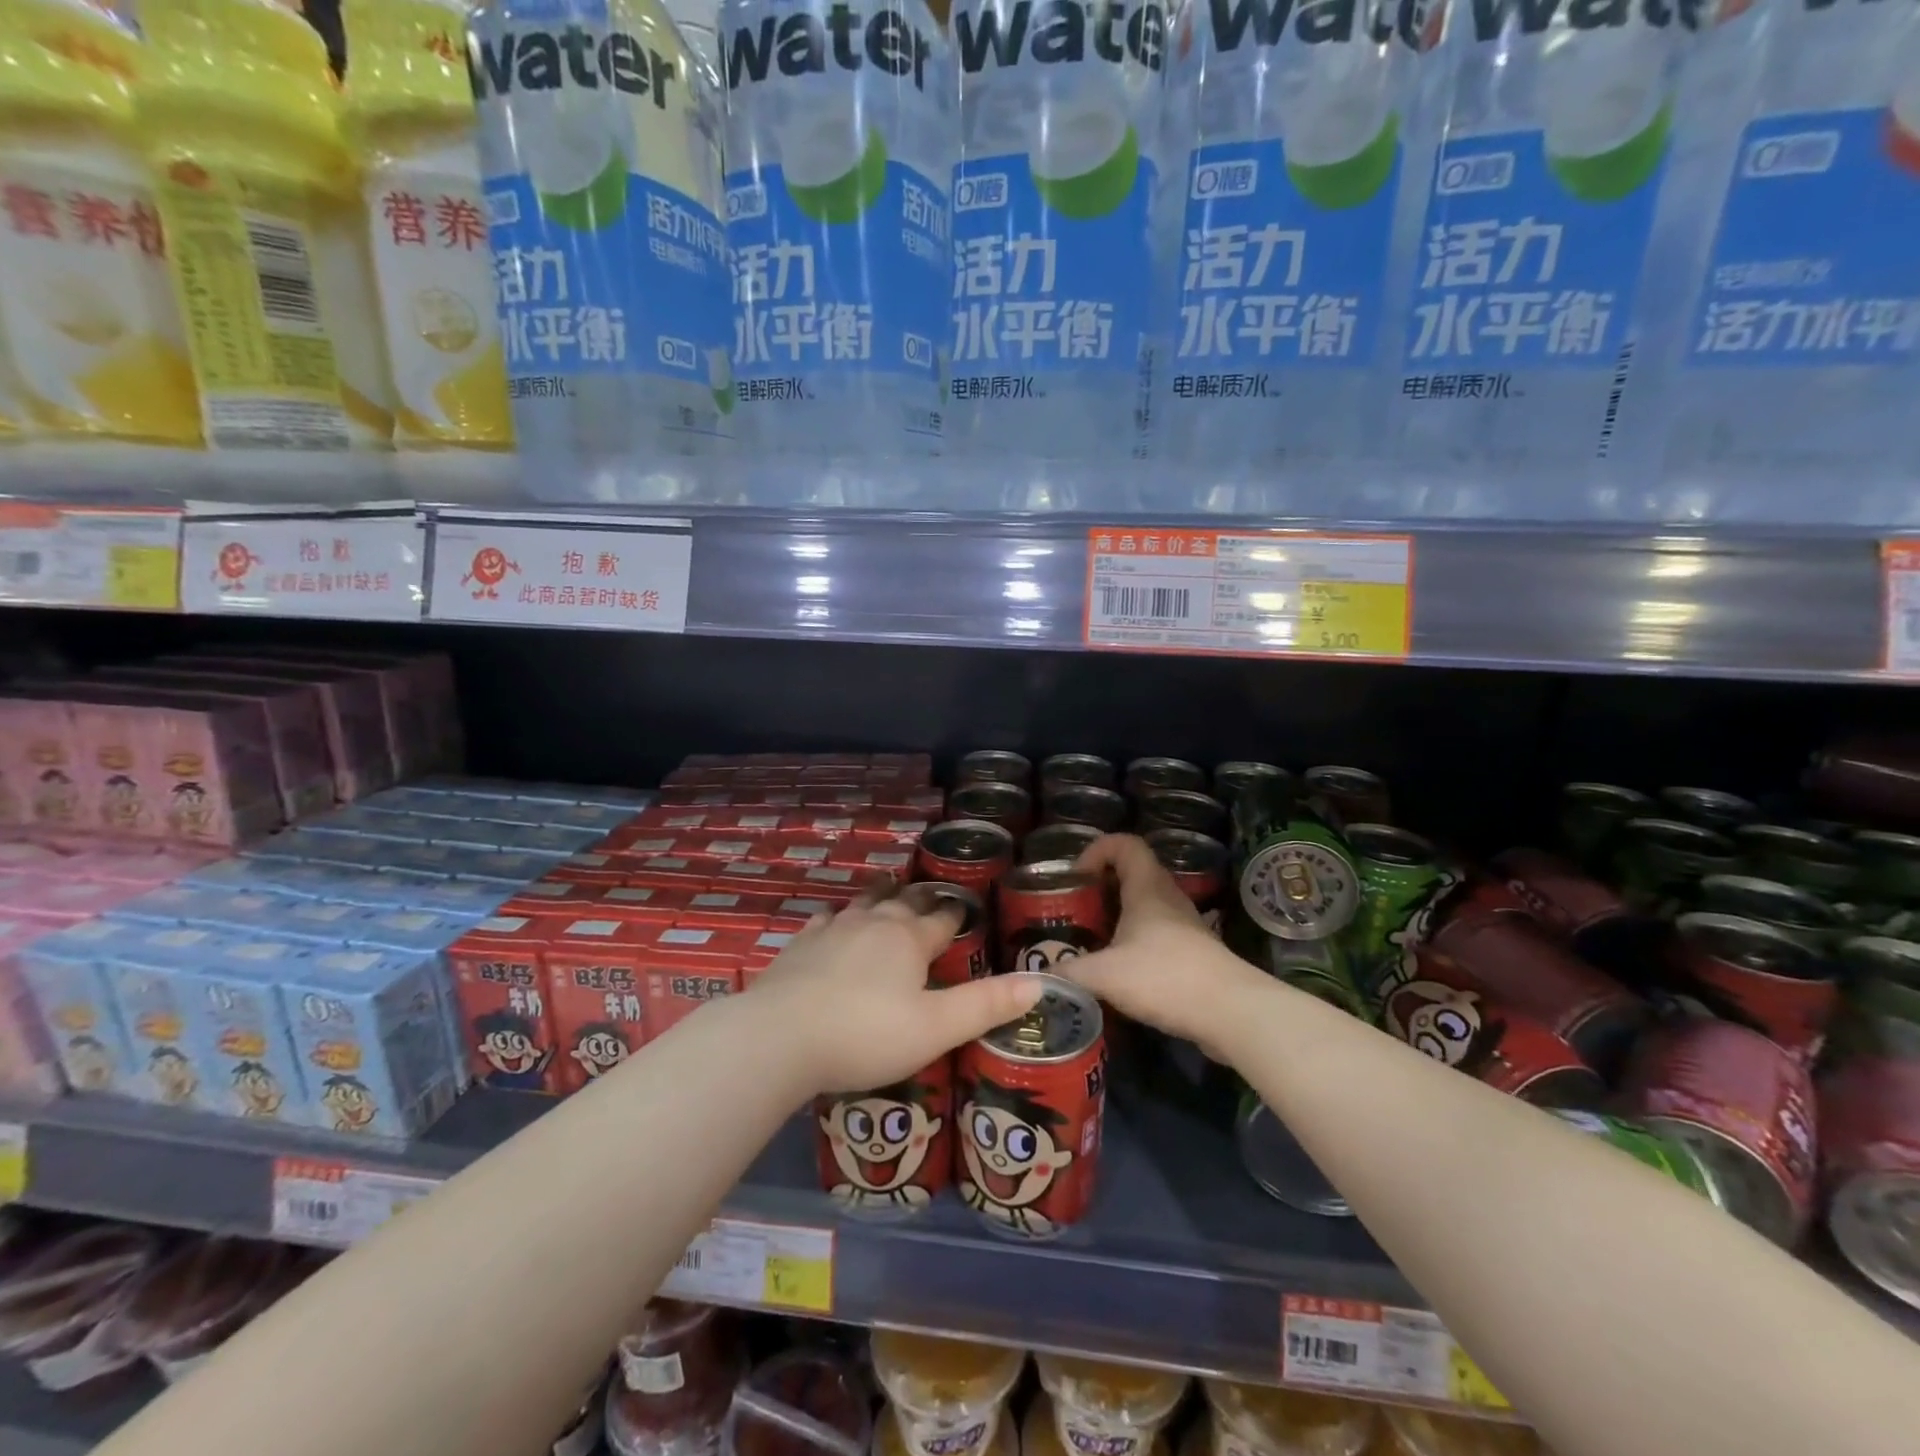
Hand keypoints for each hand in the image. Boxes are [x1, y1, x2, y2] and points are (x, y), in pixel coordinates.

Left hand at [750, 882, 1043, 1094]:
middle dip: (920, 898)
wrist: (779, 1037)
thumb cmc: (866, 1035)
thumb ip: (986, 1005)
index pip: (943, 919)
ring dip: (881, 895)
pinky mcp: (801, 943)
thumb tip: (1039, 983)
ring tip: (888, 888)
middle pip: (904, 902)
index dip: (956, 915)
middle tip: (929, 895)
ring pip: (865, 902)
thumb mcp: (936, 1028)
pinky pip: (826, 918)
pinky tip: (832, 918)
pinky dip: (837, 915)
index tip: (964, 909)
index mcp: (910, 940)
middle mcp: (874, 923)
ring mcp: (834, 929)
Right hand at [1060, 834, 1266, 1055]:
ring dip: (1119, 916)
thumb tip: (1039, 977)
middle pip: (1134, 874)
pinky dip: (1134, 943)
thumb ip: (1067, 972)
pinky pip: (1157, 935)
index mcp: (1147, 887)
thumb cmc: (1164, 977)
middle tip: (1077, 910)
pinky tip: (1119, 972)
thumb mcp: (1104, 974)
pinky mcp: (1194, 954)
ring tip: (1092, 941)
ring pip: (1146, 907)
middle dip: (1102, 887)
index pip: (1124, 843)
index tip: (1076, 877)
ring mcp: (1185, 926)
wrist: (1231, 1013)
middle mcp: (1168, 898)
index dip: (1097, 850)